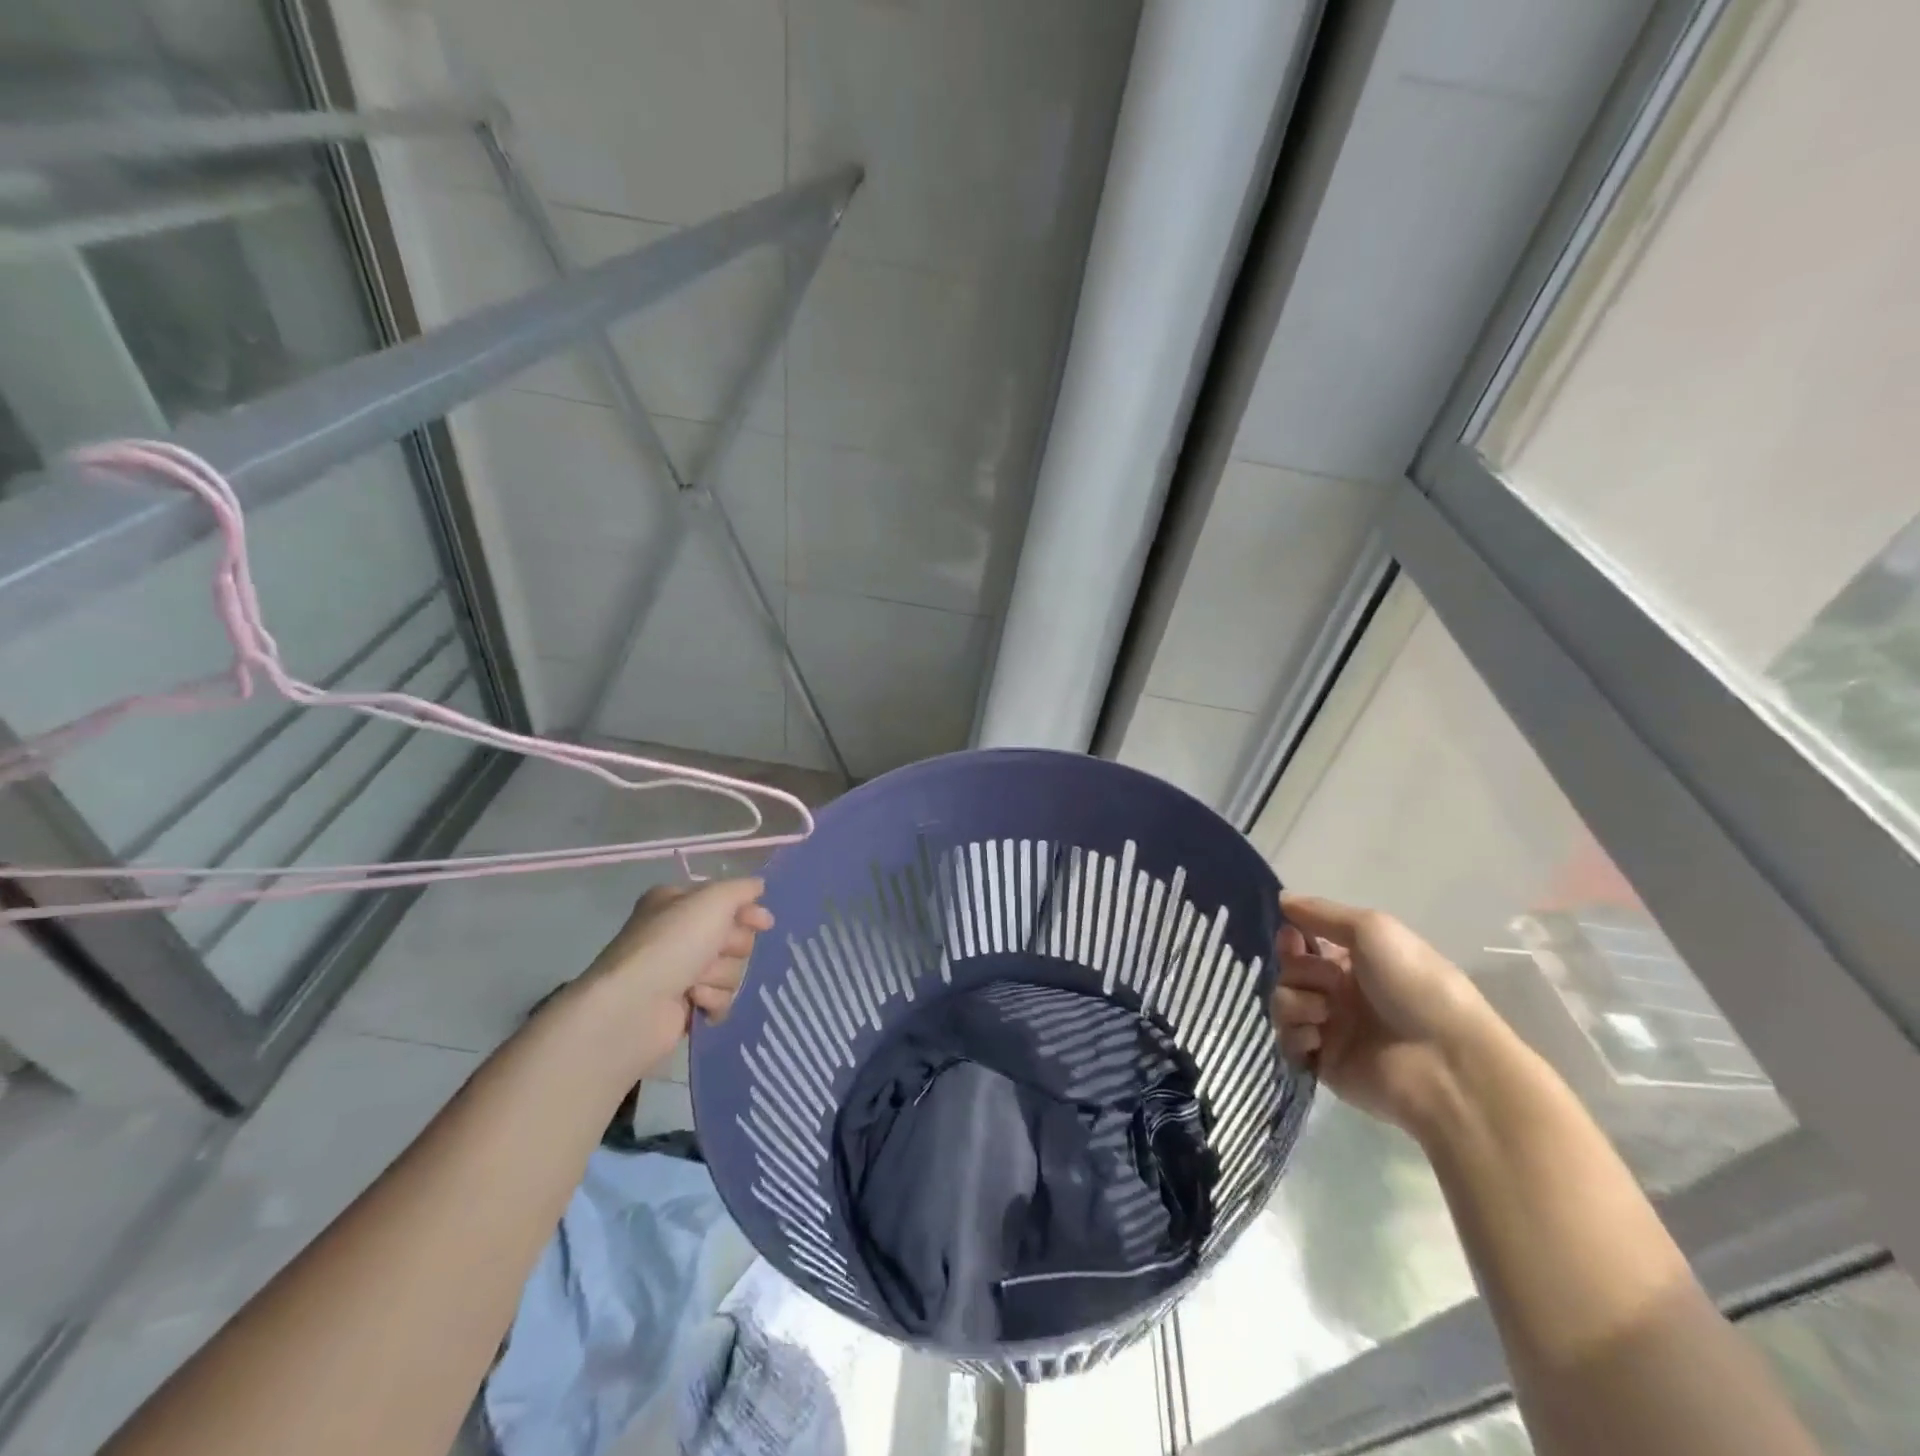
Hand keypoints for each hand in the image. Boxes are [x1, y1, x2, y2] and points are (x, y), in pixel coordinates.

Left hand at [576, 878, 773, 1075]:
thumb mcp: (712, 900)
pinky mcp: (685, 1005)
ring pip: (731, 970)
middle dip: (731, 947)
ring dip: (719, 976)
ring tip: (695, 983)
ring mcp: (681, 971)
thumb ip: (741, 889)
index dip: (748, 912)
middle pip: (735, 937)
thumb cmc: (672, 944)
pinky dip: (712, 1001)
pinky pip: (721, 999)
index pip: (728, 901)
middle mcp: (679, 934)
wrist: (634, 1006)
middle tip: (715, 951)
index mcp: (678, 903)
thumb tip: (758, 886)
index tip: (764, 922)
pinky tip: (695, 1002)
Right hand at [1271, 891, 1497, 1137]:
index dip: (1291, 939)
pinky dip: (1296, 1036)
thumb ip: (1321, 912)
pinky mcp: (1322, 1064)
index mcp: (1355, 963)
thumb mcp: (1372, 929)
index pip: (1304, 944)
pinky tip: (1319, 1039)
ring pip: (1282, 1003)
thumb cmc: (1414, 985)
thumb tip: (1280, 897)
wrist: (1447, 1063)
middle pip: (1288, 972)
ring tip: (1324, 1014)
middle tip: (1326, 982)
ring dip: (1295, 1003)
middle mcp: (1340, 994)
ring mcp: (1330, 1030)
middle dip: (1297, 971)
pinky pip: (1286, 1042)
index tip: (1292, 939)